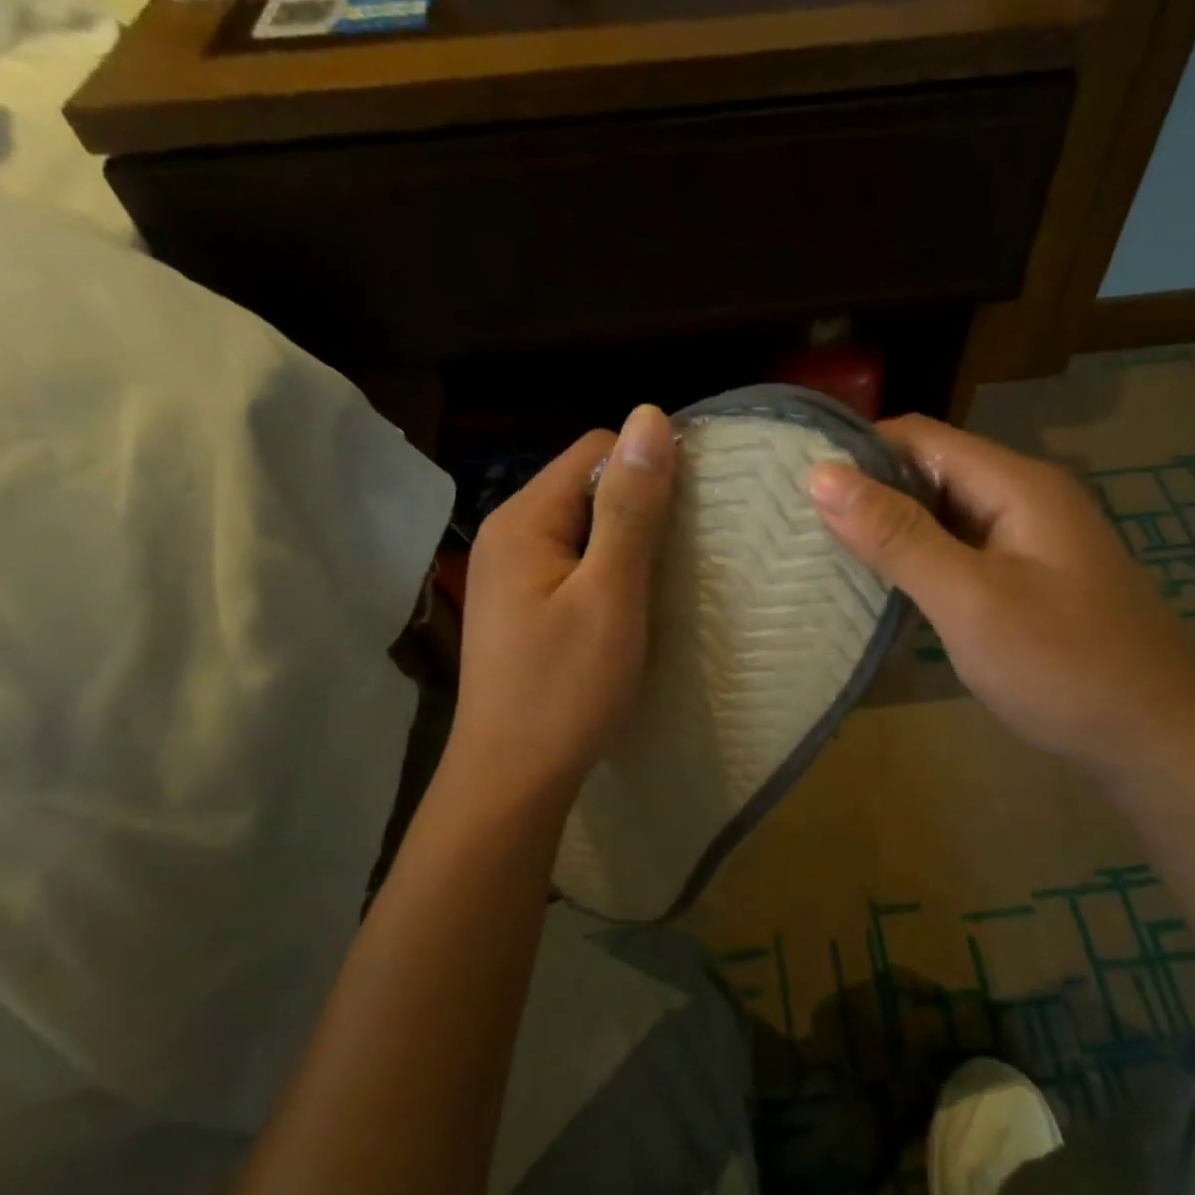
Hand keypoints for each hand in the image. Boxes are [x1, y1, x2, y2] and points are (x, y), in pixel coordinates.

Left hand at [448, 405, 675, 803]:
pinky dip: (605, 577)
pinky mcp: (520, 607)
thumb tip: (649, 416)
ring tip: (655, 592)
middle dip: (637, 513)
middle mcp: (507, 533)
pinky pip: (572, 566)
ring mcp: (509, 573)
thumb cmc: (566, 688)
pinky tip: (623, 614)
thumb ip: (631, 508)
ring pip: (582, 531)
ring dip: (625, 549)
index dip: (648, 470)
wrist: (511, 778)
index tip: (687, 519)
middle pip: (586, 487)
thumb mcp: (610, 594)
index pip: (596, 450)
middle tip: (675, 565)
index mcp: (523, 518)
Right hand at [808, 415, 1194, 772]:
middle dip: (867, 493)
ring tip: (824, 556)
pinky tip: (883, 590)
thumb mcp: (970, 599)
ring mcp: (1029, 542)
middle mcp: (1024, 499)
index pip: (919, 436)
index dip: (856, 450)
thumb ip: (897, 537)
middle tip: (799, 527)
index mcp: (1016, 484)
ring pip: (942, 516)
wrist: (1158, 740)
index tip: (795, 485)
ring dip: (889, 531)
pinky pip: (959, 553)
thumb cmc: (1063, 666)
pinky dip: (918, 563)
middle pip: (930, 472)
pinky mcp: (1027, 581)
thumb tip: (821, 475)